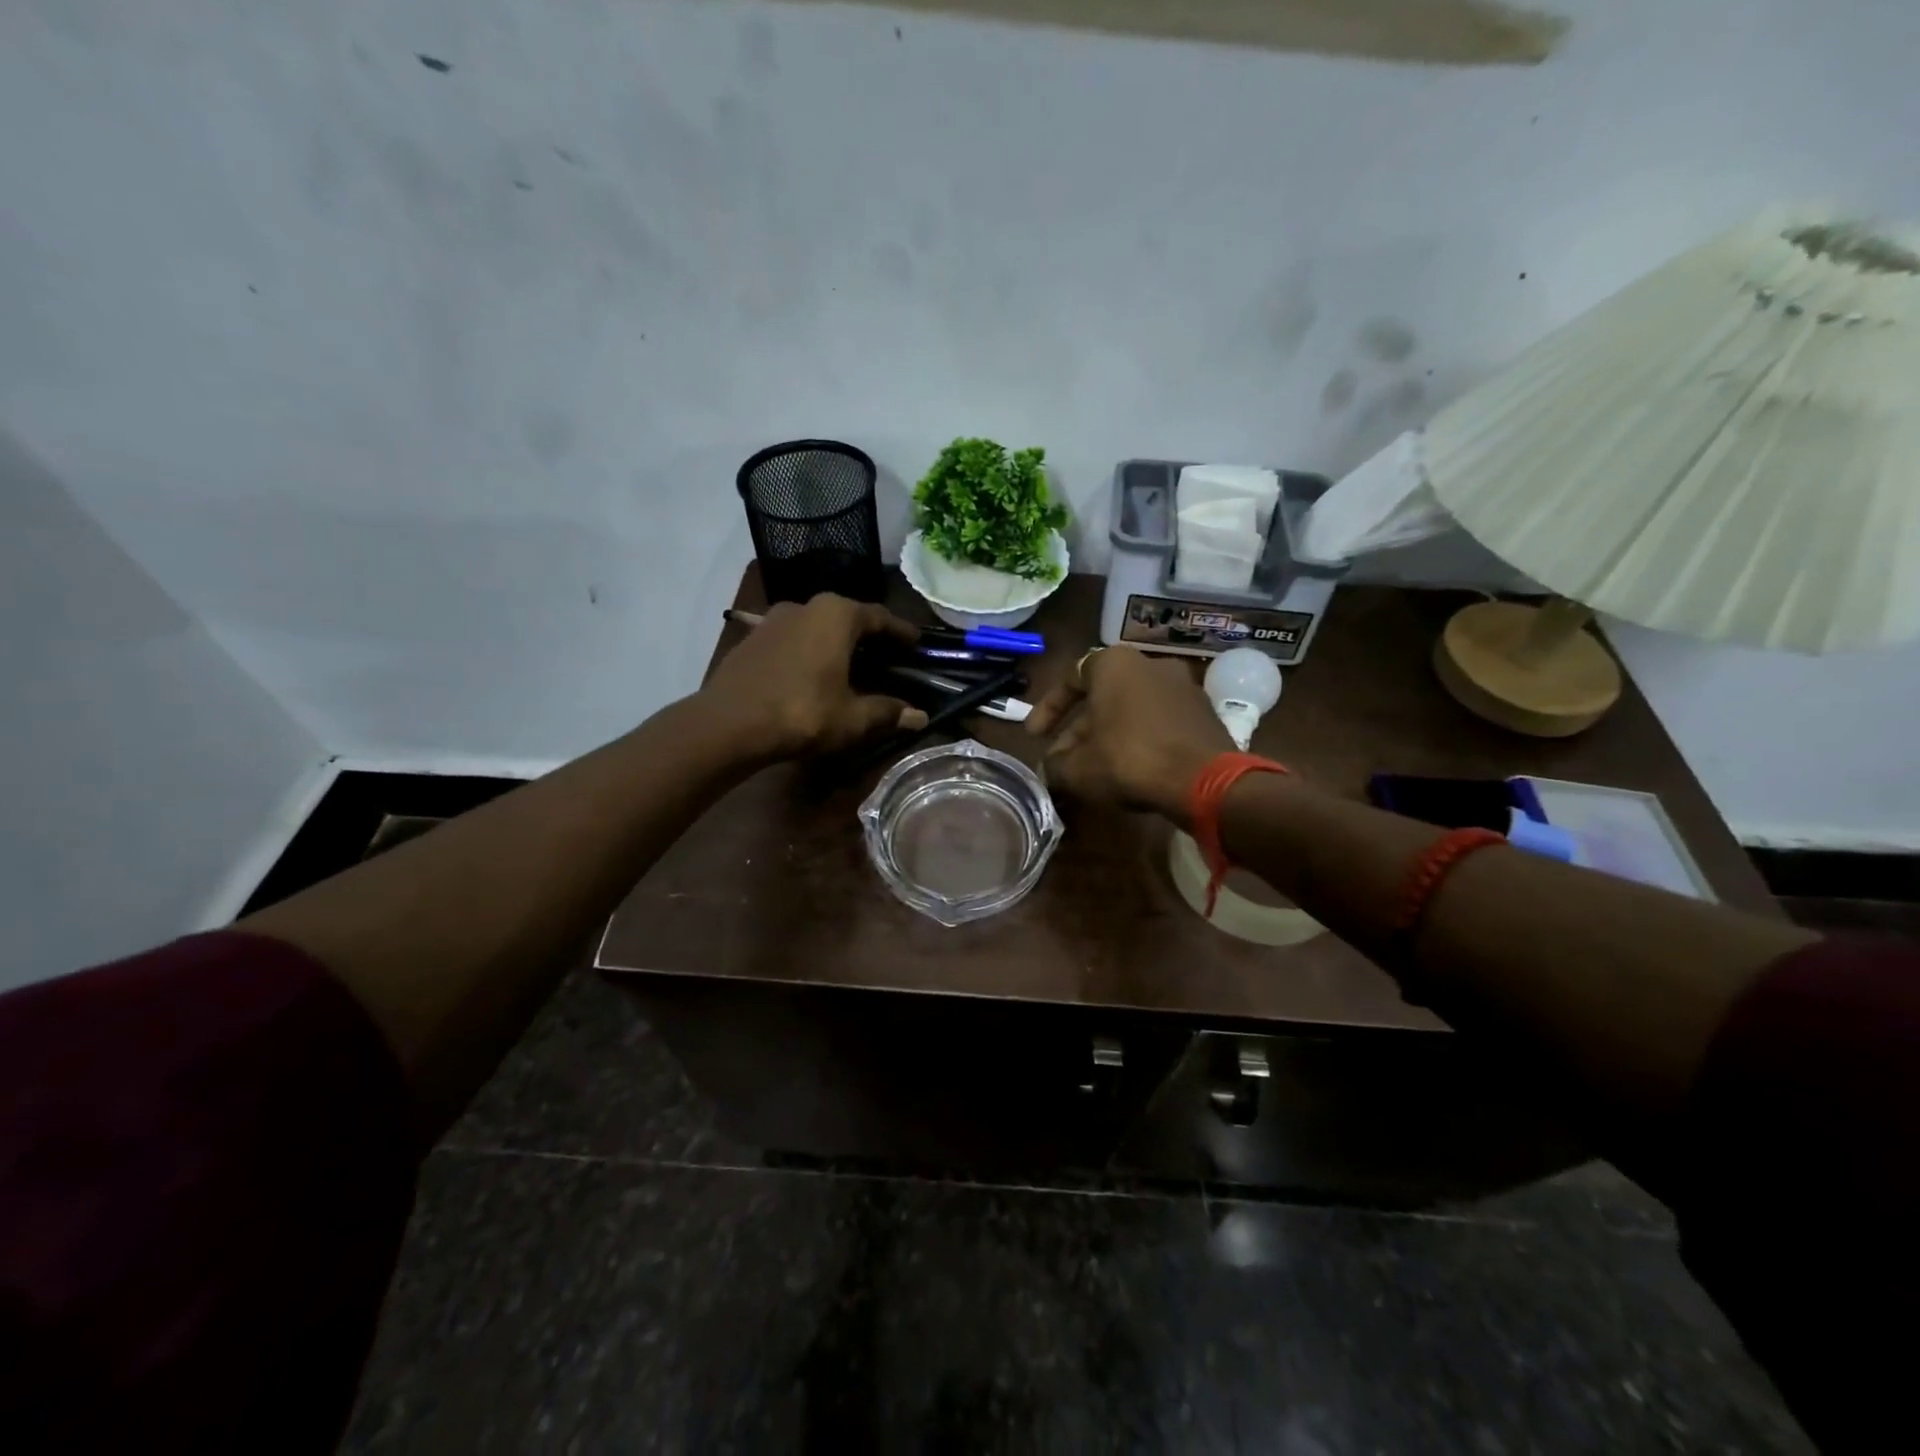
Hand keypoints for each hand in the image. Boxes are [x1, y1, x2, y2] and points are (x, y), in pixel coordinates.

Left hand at [701, 596, 927, 760]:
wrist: (728, 724)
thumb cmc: (802, 712)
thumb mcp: (852, 718)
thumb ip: (887, 712)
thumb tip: (920, 717)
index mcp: (836, 615)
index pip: (879, 617)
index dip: (900, 631)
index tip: (916, 642)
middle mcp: (805, 606)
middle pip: (847, 617)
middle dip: (868, 635)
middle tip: (886, 654)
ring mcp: (773, 620)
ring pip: (816, 626)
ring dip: (835, 642)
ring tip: (850, 664)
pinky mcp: (751, 639)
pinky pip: (792, 639)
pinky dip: (809, 651)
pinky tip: (812, 673)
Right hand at [1026, 646, 1232, 825]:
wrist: (1205, 782)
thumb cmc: (1129, 761)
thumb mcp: (1077, 769)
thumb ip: (1054, 766)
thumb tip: (1049, 770)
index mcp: (1115, 664)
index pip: (1070, 678)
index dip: (1047, 709)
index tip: (1034, 736)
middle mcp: (1150, 665)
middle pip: (1102, 697)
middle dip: (1078, 730)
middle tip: (1062, 760)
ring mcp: (1183, 687)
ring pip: (1131, 711)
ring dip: (1108, 737)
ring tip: (1093, 769)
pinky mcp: (1204, 713)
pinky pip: (1158, 723)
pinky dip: (1139, 741)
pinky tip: (1130, 771)